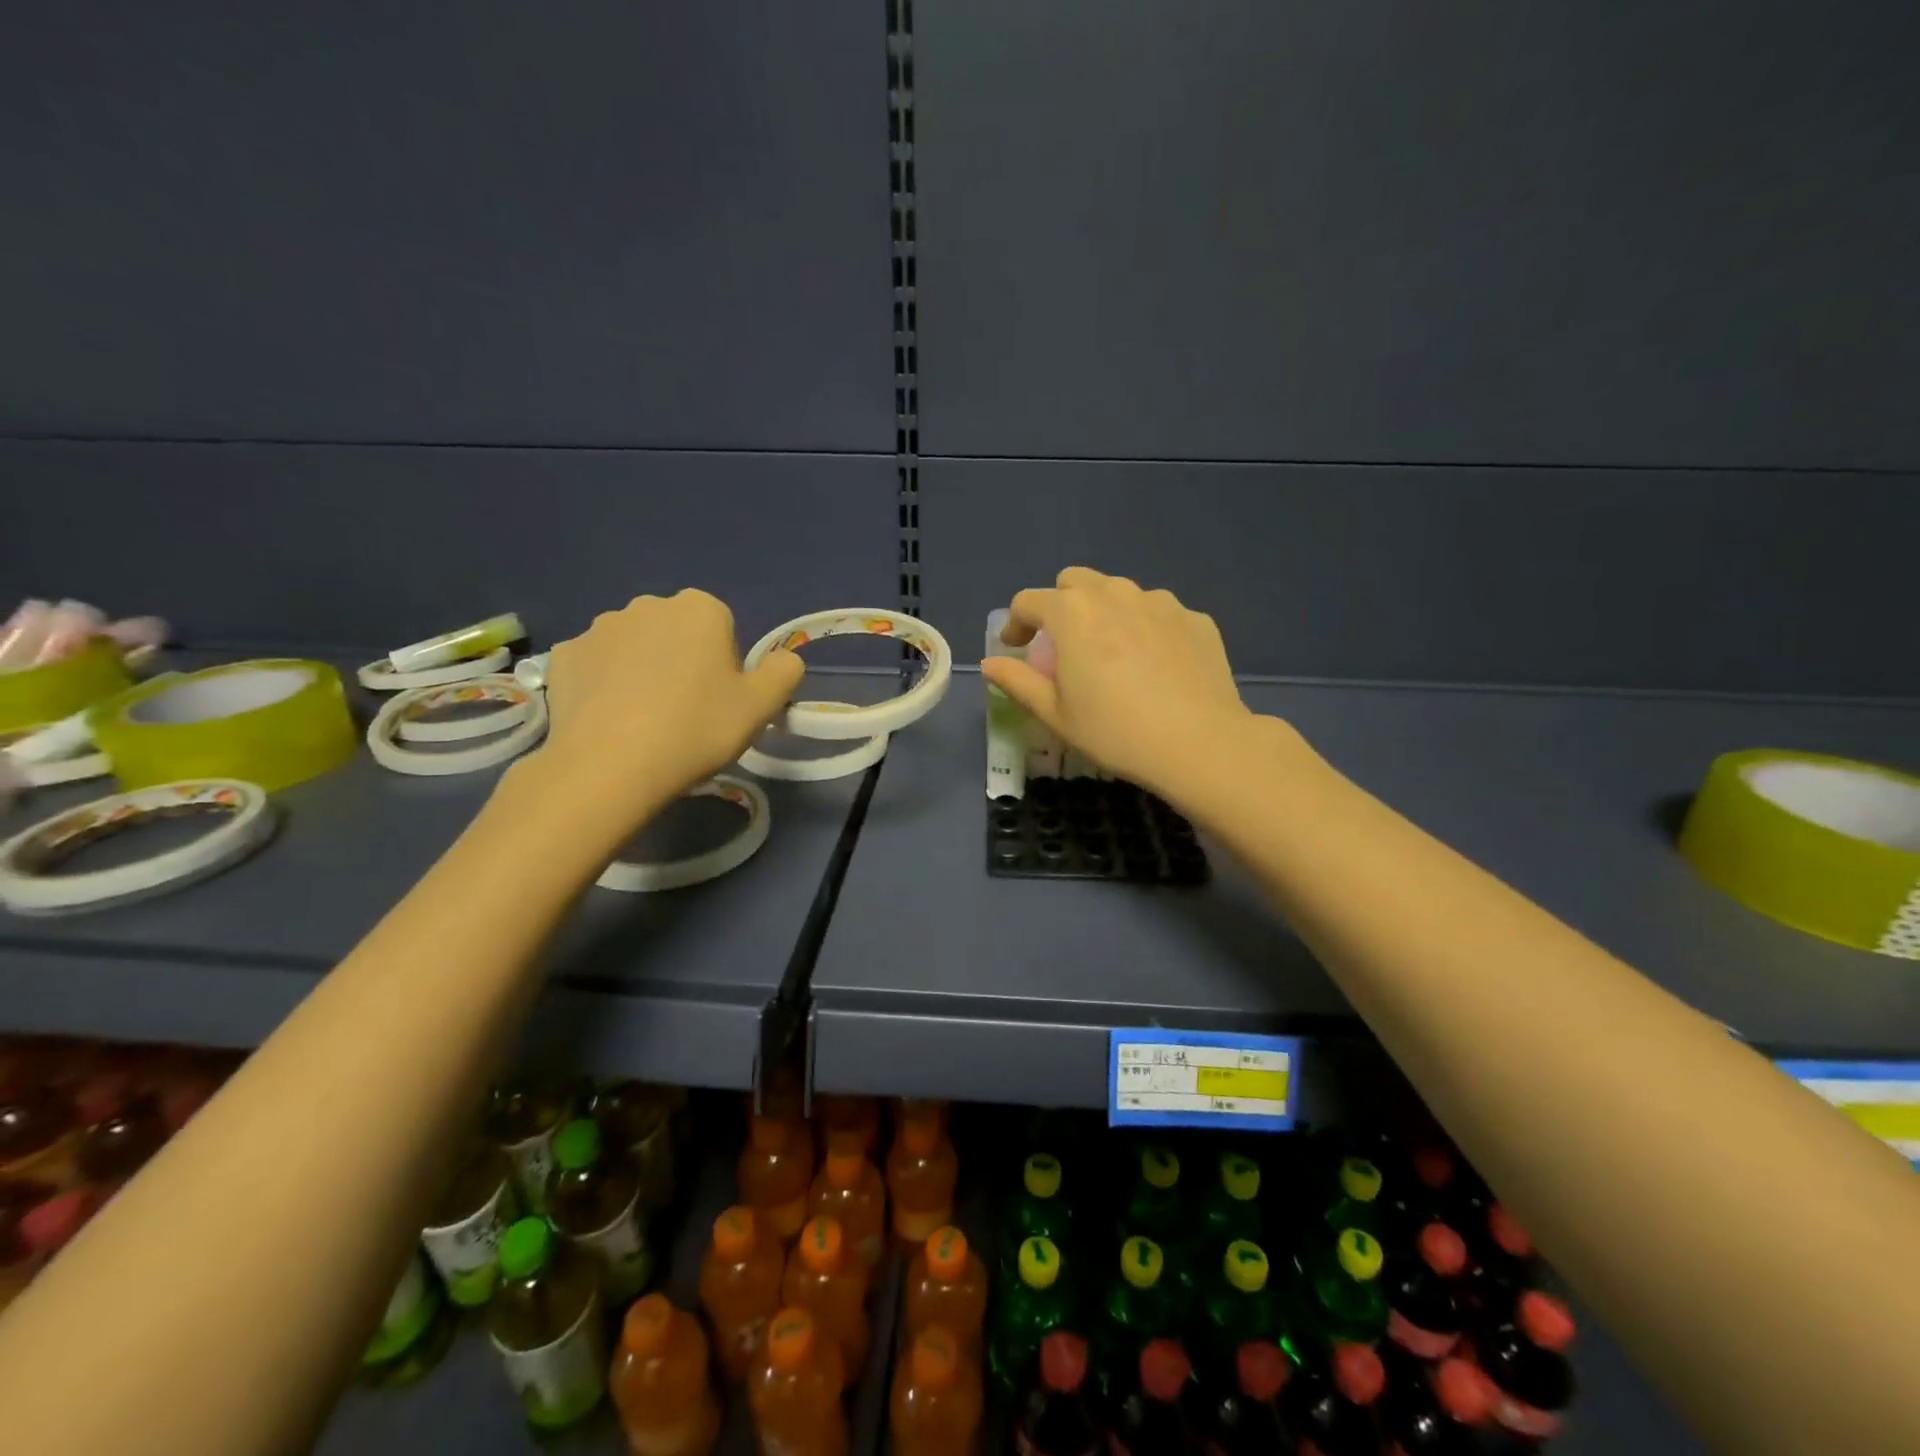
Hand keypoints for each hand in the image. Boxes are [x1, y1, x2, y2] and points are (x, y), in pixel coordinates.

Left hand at [533, 592, 804, 809]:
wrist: (610, 766)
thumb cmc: (696, 729)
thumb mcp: (761, 706)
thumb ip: (783, 672)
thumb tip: (784, 660)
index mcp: (700, 608)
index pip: (724, 628)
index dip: (726, 666)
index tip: (720, 702)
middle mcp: (648, 605)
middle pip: (677, 633)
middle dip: (683, 662)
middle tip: (686, 713)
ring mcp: (599, 627)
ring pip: (634, 647)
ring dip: (642, 671)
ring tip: (644, 721)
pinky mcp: (563, 655)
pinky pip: (596, 665)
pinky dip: (604, 684)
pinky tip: (610, 720)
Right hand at [981, 568, 1258, 799]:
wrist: (1199, 743)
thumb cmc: (1114, 731)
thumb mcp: (1054, 714)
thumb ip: (1017, 681)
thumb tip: (990, 664)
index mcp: (1073, 613)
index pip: (1029, 601)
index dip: (1015, 623)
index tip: (1016, 648)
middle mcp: (1115, 594)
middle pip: (1075, 582)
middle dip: (1060, 605)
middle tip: (1063, 645)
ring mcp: (1160, 602)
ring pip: (1120, 592)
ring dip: (1105, 613)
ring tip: (1111, 654)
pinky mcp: (1195, 618)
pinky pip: (1158, 613)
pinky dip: (1145, 629)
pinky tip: (1154, 666)